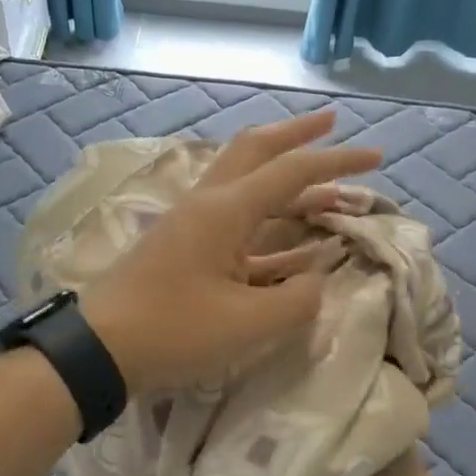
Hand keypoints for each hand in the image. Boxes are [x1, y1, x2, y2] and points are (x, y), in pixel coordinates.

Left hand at [80, 109, 378, 392]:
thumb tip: (316, 280)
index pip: (292, 171)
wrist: (98, 350)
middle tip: (331, 124)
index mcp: (224, 210)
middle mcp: (208, 204)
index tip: (377, 157)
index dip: (338, 163)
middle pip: (256, 151)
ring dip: (286, 180)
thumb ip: (298, 298)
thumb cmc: (173, 331)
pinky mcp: (184, 249)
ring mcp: (192, 225)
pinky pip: (236, 223)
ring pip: (246, 184)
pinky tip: (294, 241)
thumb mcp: (248, 323)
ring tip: (327, 189)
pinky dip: (268, 222)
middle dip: (297, 135)